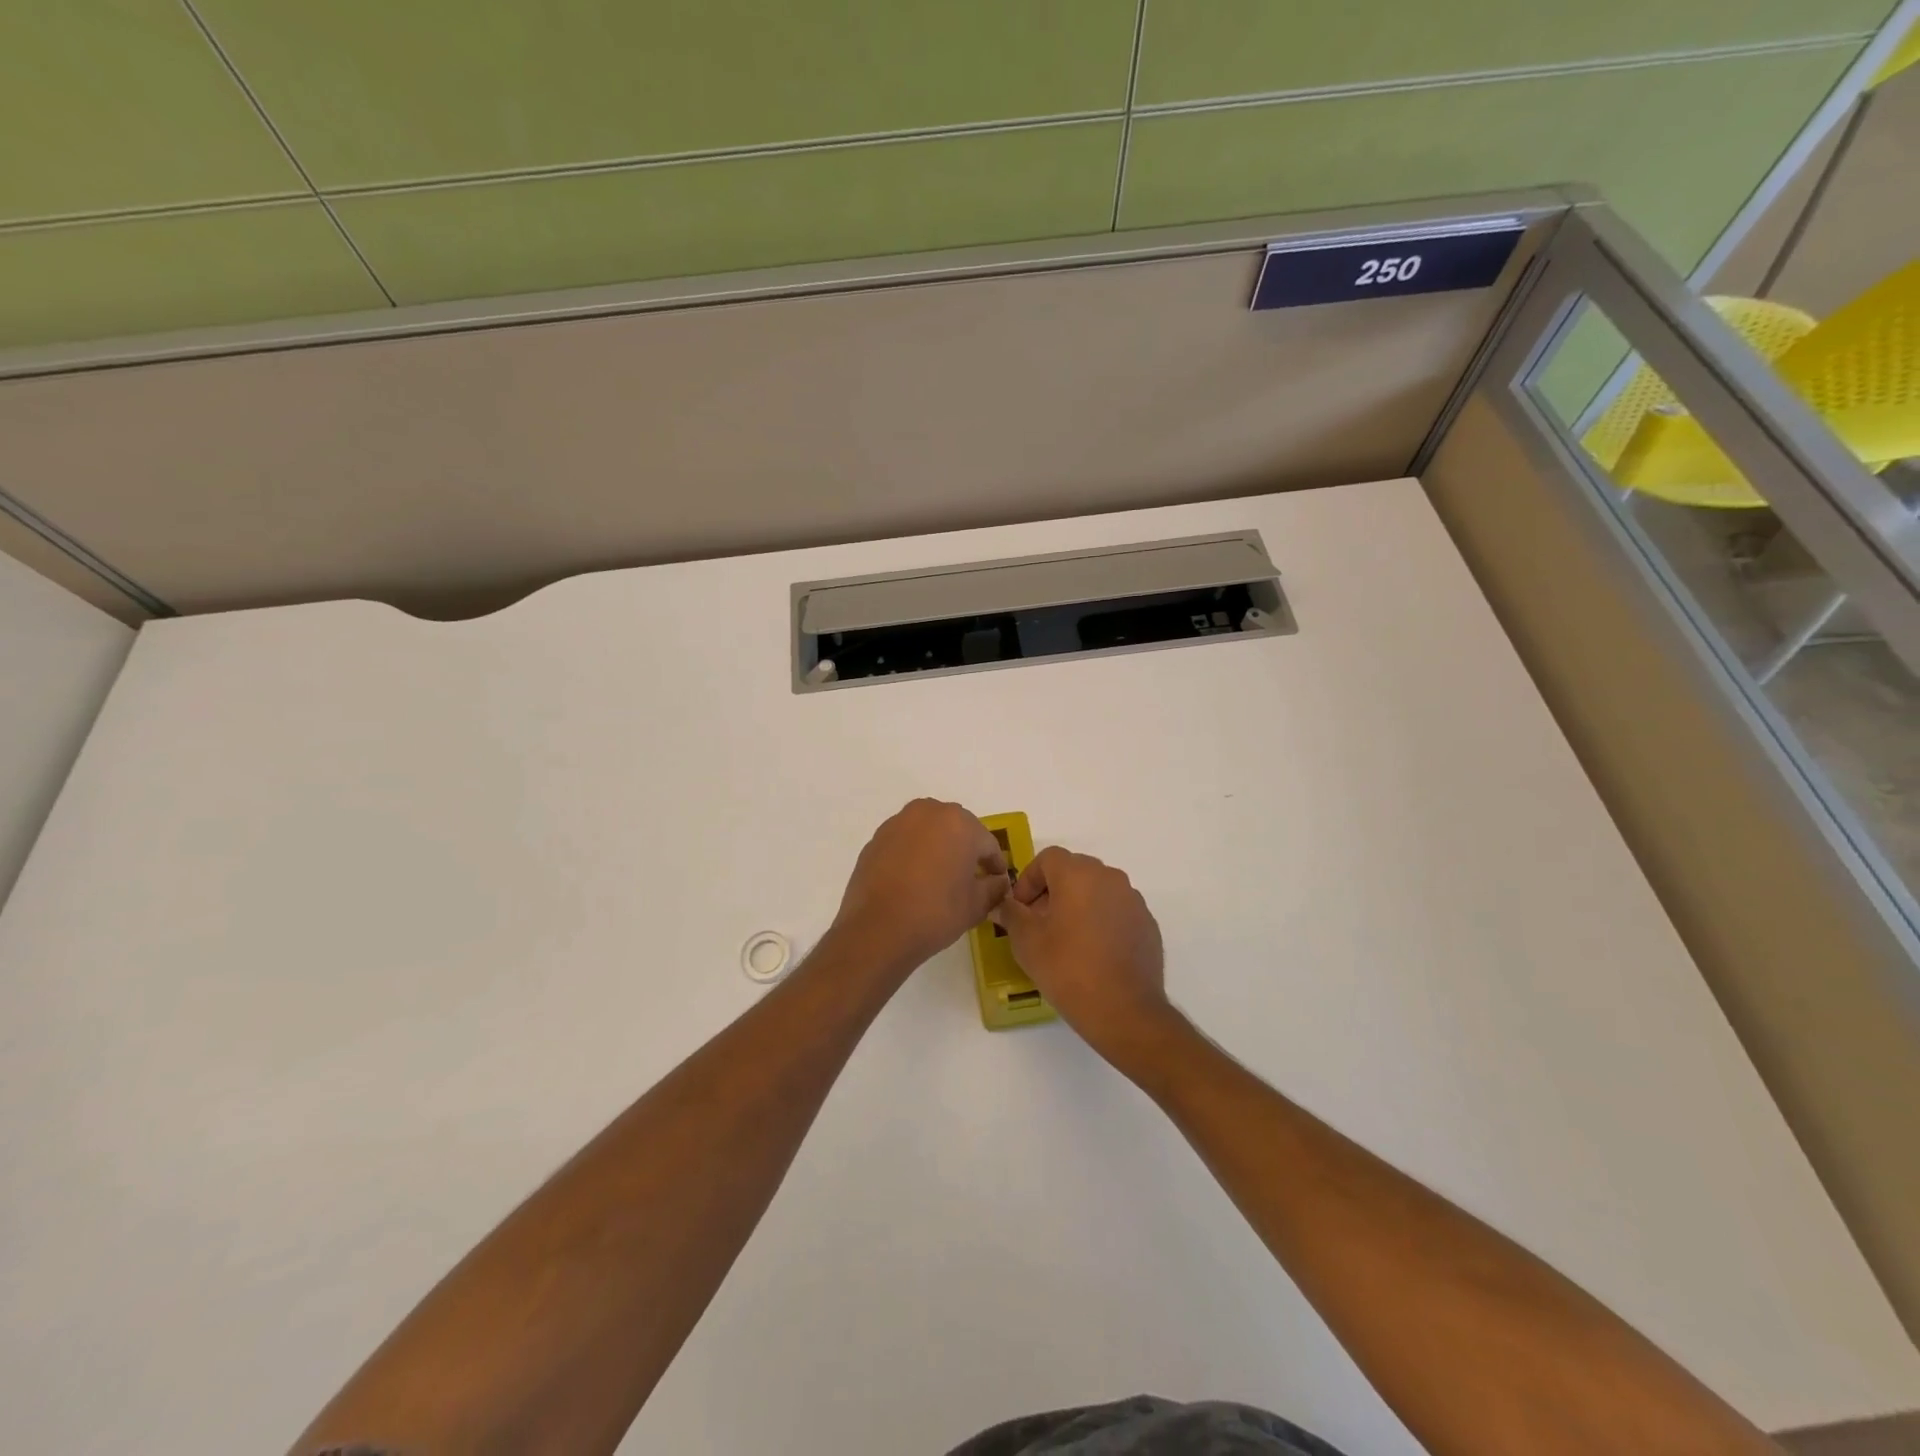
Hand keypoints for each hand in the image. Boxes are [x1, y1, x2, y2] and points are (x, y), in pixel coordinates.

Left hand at [830, 799, 1009, 973]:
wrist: (878, 930)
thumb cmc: (936, 912)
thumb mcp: (976, 905)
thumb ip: (994, 888)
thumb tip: (997, 882)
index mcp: (959, 823)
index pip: (987, 843)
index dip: (995, 864)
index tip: (996, 882)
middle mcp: (928, 812)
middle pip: (956, 830)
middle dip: (965, 850)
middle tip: (968, 878)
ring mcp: (898, 823)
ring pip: (928, 832)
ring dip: (937, 848)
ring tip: (939, 878)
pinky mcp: (876, 839)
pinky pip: (904, 842)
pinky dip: (913, 854)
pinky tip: (912, 880)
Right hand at [992, 847, 1174, 1062]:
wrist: (1124, 1010)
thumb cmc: (1067, 968)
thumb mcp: (1026, 941)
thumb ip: (1011, 914)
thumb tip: (1005, 905)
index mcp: (1078, 874)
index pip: (1048, 858)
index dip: (1028, 879)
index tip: (1021, 909)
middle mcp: (1110, 878)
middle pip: (1074, 871)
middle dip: (1052, 891)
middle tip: (1039, 923)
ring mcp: (1133, 900)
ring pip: (1097, 890)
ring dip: (1078, 905)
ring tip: (1066, 939)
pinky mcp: (1147, 924)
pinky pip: (1116, 911)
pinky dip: (1101, 921)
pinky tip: (1093, 953)